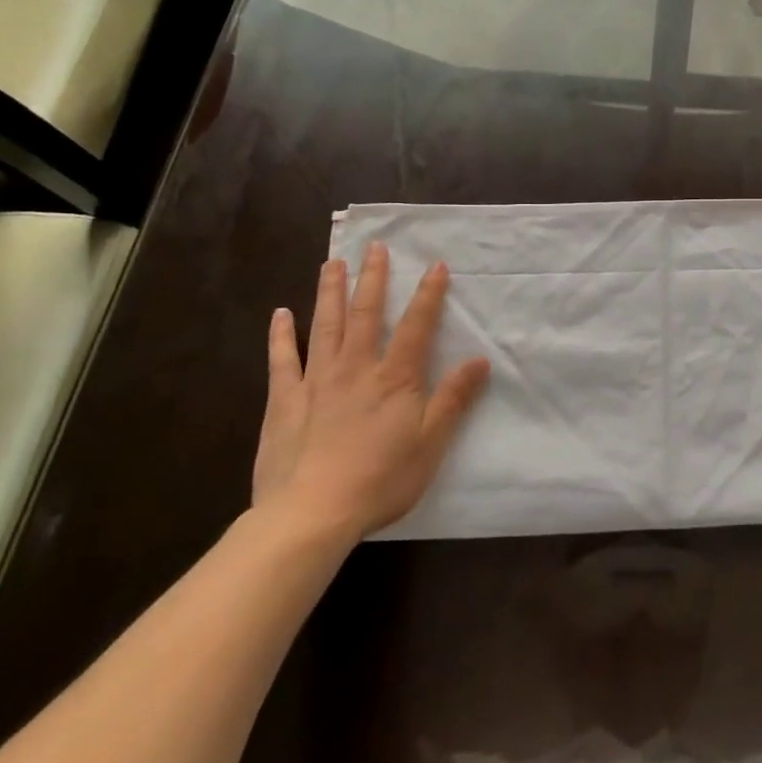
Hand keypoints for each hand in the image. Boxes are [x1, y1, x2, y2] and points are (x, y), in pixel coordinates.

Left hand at [254, 244, 489, 544]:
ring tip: (333, 263)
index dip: (428, 294)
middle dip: (373, 278)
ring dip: (331, 292)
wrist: (310, 514)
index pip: (417, 326)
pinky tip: (281, 313)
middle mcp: (356, 368)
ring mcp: (316, 381)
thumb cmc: (379, 480)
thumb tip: (480, 360)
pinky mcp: (284, 401)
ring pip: (326, 326)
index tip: (435, 265)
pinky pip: (282, 360)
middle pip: (366, 314)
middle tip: (374, 247)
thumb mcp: (430, 443)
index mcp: (395, 378)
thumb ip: (453, 399)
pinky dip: (282, 335)